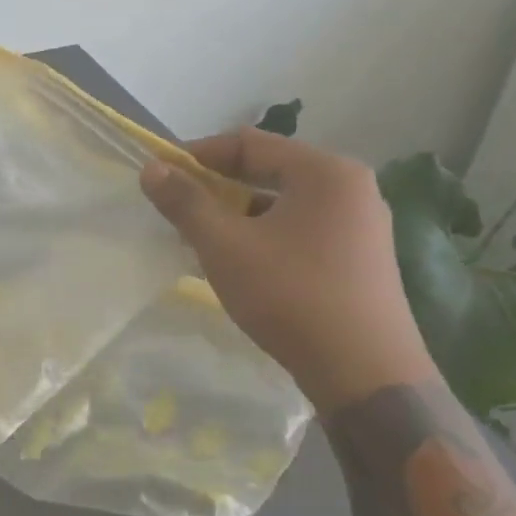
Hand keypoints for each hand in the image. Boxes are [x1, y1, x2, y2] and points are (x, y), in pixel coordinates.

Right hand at [139, 127, 436, 413]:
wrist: (364, 373)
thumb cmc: (290, 295)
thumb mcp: (225, 246)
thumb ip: (185, 202)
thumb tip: (151, 168)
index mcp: (325, 172)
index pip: (248, 143)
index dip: (197, 155)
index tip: (161, 176)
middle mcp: (350, 187)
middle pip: (268, 169)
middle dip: (216, 186)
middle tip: (177, 208)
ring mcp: (361, 223)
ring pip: (282, 202)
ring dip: (237, 212)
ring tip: (201, 238)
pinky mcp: (359, 256)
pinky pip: (300, 227)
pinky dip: (263, 233)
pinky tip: (239, 261)